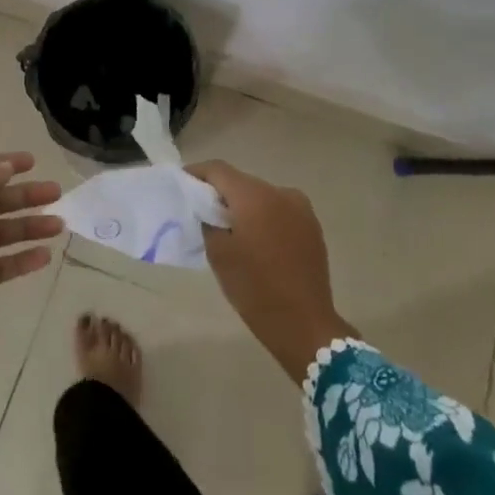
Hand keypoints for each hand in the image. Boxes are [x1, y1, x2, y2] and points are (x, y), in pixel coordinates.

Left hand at [0, 153, 63, 381]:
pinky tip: (45, 256)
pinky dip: (23, 259)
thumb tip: (6, 166)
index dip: (5, 164)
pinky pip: (2, 264)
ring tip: (59, 226)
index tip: (33, 162)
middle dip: (25, 196)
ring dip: (29, 227)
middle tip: (57, 193)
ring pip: (1, 233)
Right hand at [188, 160, 356, 381]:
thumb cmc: (254, 288)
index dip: (197, 173)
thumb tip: (209, 209)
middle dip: (221, 192)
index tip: (182, 184)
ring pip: (262, 196)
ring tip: (229, 228)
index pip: (218, 170)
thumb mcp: (219, 254)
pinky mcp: (312, 226)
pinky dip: (264, 217)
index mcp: (255, 196)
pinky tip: (256, 240)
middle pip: (242, 181)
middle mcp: (280, 193)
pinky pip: (279, 211)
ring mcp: (301, 208)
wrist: (304, 324)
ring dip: (244, 205)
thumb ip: (209, 221)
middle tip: (202, 209)